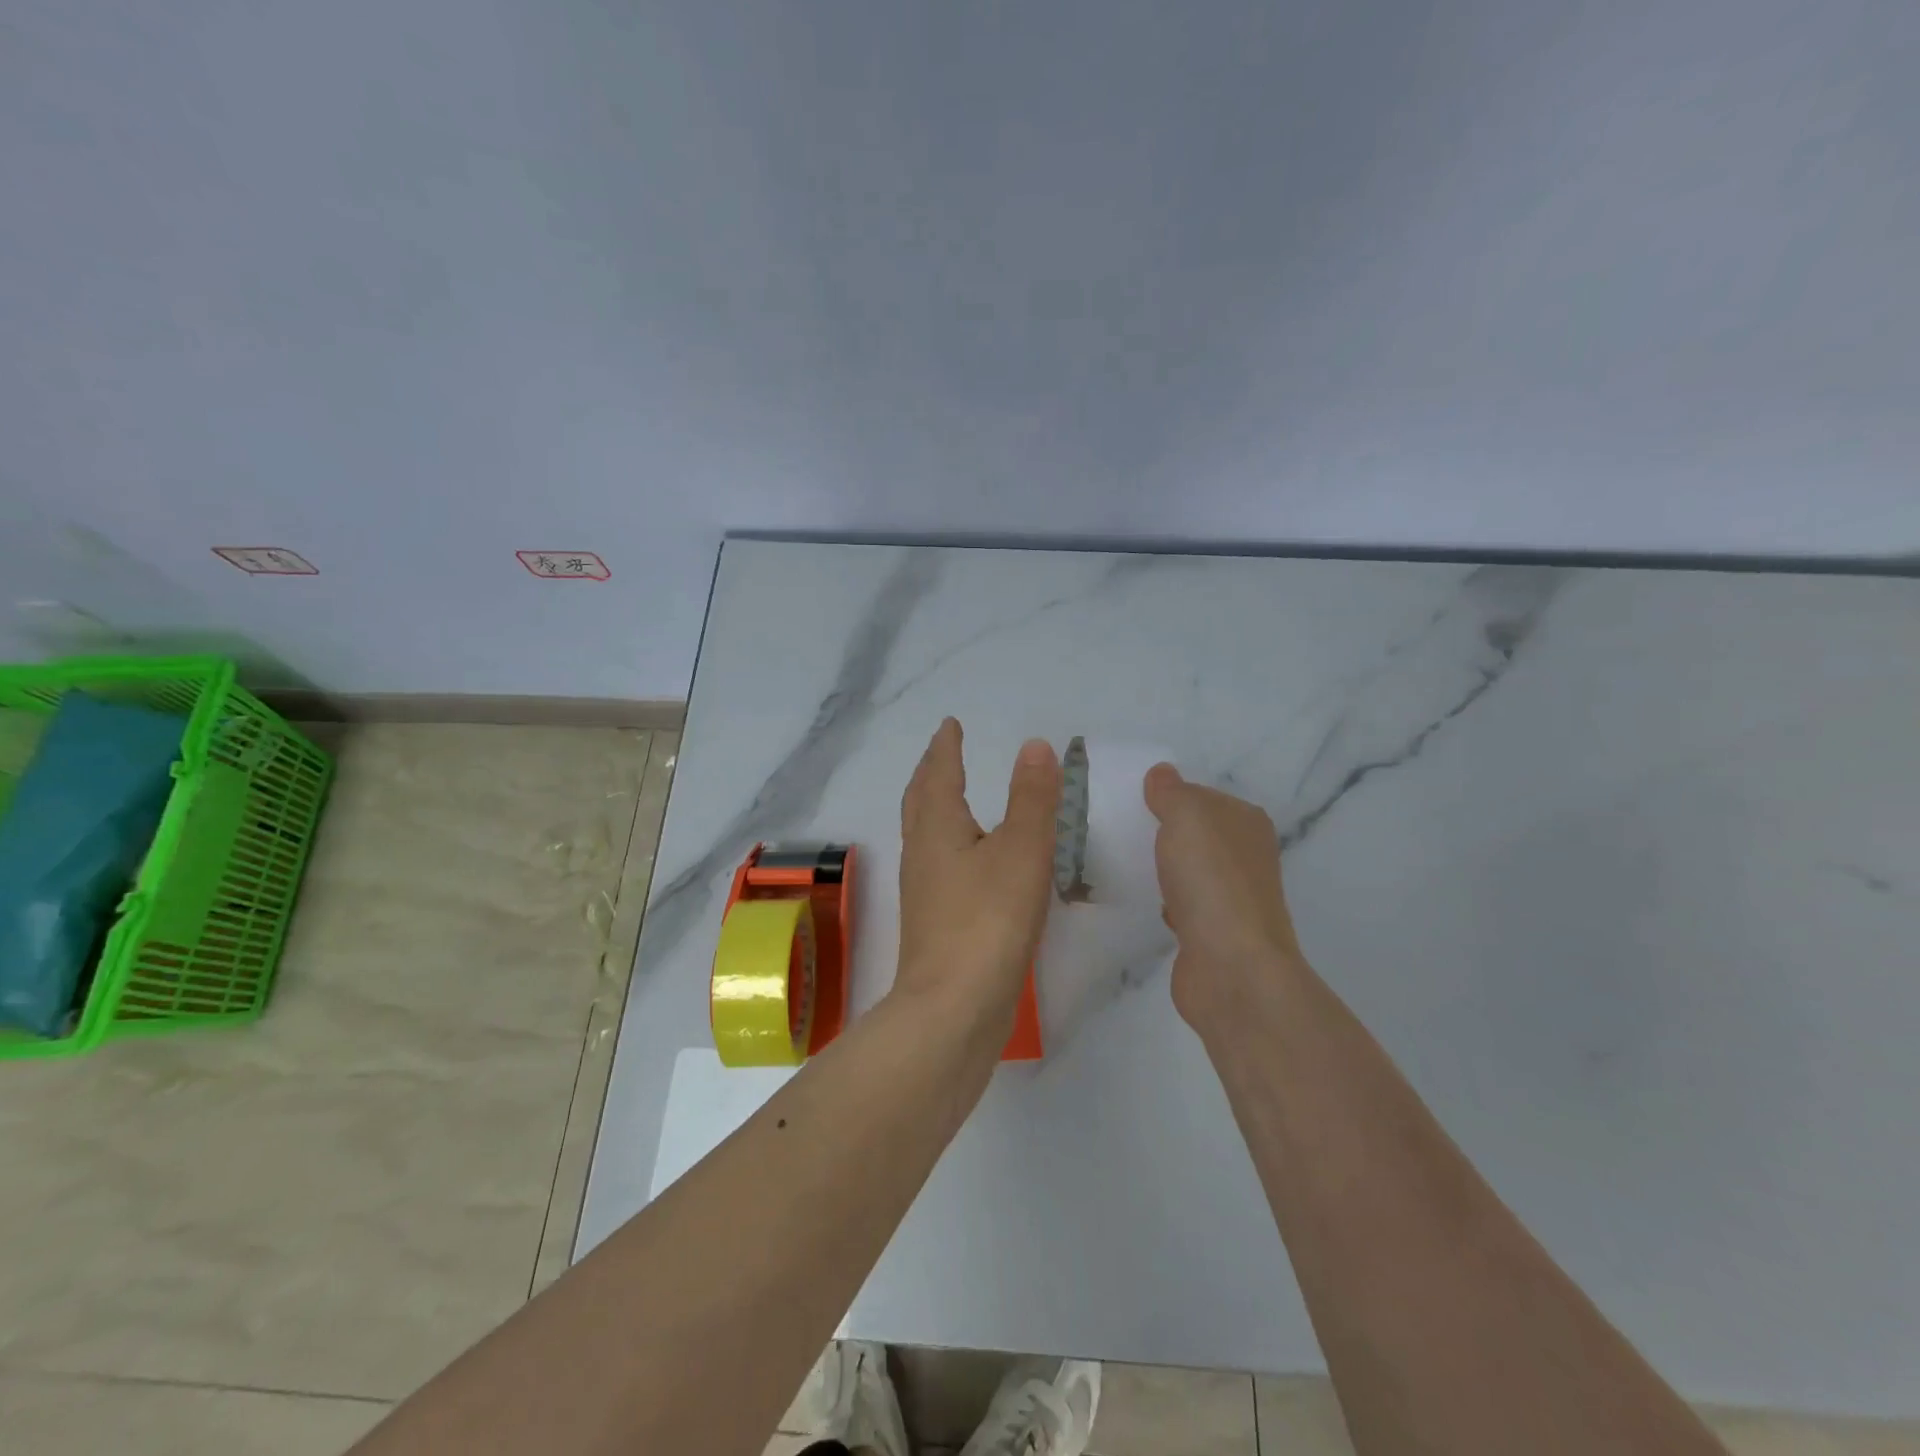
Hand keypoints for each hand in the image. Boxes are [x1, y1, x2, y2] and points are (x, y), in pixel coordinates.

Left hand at [895, 720, 1060, 1029]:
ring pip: (925, 833)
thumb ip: (1032, 798)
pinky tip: (968, 863)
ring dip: (935, 806)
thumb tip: (1033, 745)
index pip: (938, 774)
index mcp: (938, 827)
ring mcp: (923, 891)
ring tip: (953, 798)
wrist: (953, 1008)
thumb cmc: (988, 920)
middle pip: (920, 801)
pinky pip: (937, 864)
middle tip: (943, 752)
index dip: (945, 747)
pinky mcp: (933, 922)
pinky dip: (948, 843)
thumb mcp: (1022, 850)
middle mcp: (922, 853)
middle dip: (932, 772)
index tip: (949, 725)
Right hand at [1143, 763, 1306, 1031]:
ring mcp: (1231, 898)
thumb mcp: (1187, 816)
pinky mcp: (1213, 933)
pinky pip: (1182, 905)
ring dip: (1162, 868)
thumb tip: (1161, 773)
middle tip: (1117, 829)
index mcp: (1247, 823)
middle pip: (1196, 834)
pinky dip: (1163, 901)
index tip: (1131, 800)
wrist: (1230, 967)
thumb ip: (1172, 792)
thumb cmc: (1211, 880)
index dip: (1170, 795)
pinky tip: (1140, 900)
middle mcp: (1246, 857)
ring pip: (1189, 870)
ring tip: (1121, 861)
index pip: (1203, 796)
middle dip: (1163, 832)